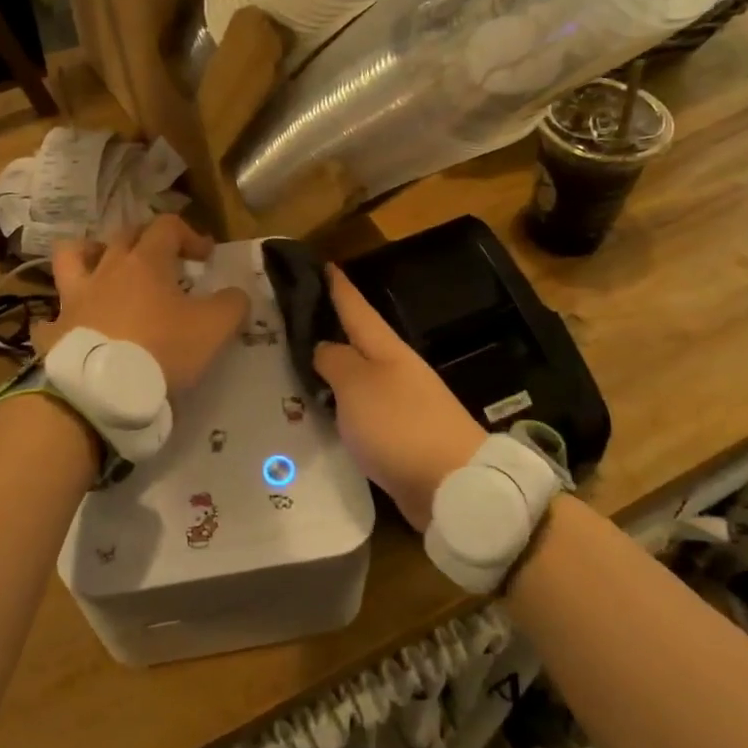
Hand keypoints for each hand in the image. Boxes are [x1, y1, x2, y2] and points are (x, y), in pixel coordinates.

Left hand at [42, 216, 248, 391]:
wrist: (103, 392)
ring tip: (103, 269)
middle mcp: (106, 270)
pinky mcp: (55, 331)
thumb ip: (232, 305)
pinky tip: (73, 330)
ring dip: (89, 255)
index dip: (190, 234)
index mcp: (145, 262)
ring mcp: (74, 299)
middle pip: (123, 235)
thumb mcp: (214, 328)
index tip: (205, 257)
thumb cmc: (162, 350)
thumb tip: (236, 294)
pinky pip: (51, 318)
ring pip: (72, 257)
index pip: (167, 226)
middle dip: (146, 239)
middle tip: (163, 261)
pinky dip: (61, 320)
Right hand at [313, 265, 484, 530]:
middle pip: (359, 342)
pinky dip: (342, 406)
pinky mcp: (401, 437)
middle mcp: (396, 370)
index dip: (338, 286)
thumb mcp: (357, 384)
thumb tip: (323, 346)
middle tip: (294, 319)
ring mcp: (402, 404)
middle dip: (331, 328)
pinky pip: (363, 412)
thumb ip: (335, 361)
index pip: (356, 308)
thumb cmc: (400, 425)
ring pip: (359, 378)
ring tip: (299, 365)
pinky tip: (323, 413)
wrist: (453, 484)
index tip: (323, 263)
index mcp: (387, 349)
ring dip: (334, 370)